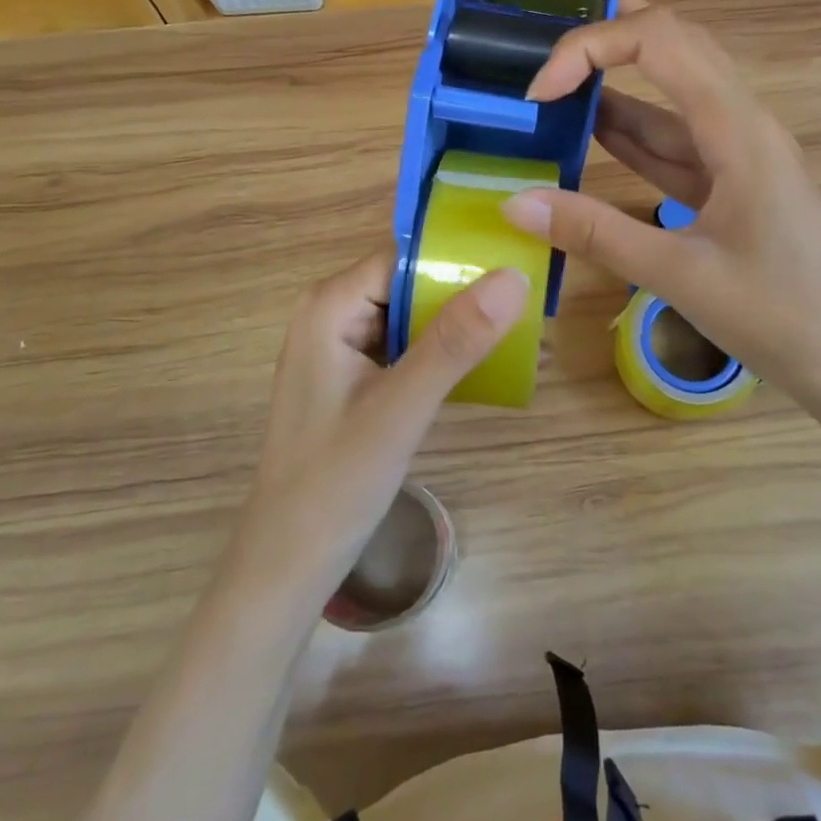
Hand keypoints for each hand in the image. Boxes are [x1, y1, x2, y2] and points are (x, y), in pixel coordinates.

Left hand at [227, 249, 529, 597]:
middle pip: (408, 282)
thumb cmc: (337, 482)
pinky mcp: (352, 375)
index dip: (458, 259)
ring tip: (520, 326)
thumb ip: (456, 340)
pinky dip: (440, 351)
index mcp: (330, 306)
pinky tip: (482, 363)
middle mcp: (331, 313)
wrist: (289, 562)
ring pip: (410, 314)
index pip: (404, 258)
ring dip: (457, 323)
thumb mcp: (402, 407)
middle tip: (530, 300)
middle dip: (464, 293)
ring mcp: (340, 346)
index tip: (517, 265)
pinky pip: (404, 345)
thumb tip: (513, 276)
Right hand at [498, 0, 820, 425]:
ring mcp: (738, 153)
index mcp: (738, 128)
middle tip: (543, 49)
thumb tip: (515, 203)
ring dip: (614, 86)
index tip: (539, 92)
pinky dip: (631, 133)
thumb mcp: (678, 274)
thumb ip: (594, 233)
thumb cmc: (779, 315)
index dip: (591, 48)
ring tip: (552, 85)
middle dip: (608, 38)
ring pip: (671, 94)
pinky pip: (675, 142)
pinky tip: (591, 133)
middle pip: (674, 46)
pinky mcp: (731, 184)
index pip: (661, 42)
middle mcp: (741, 124)